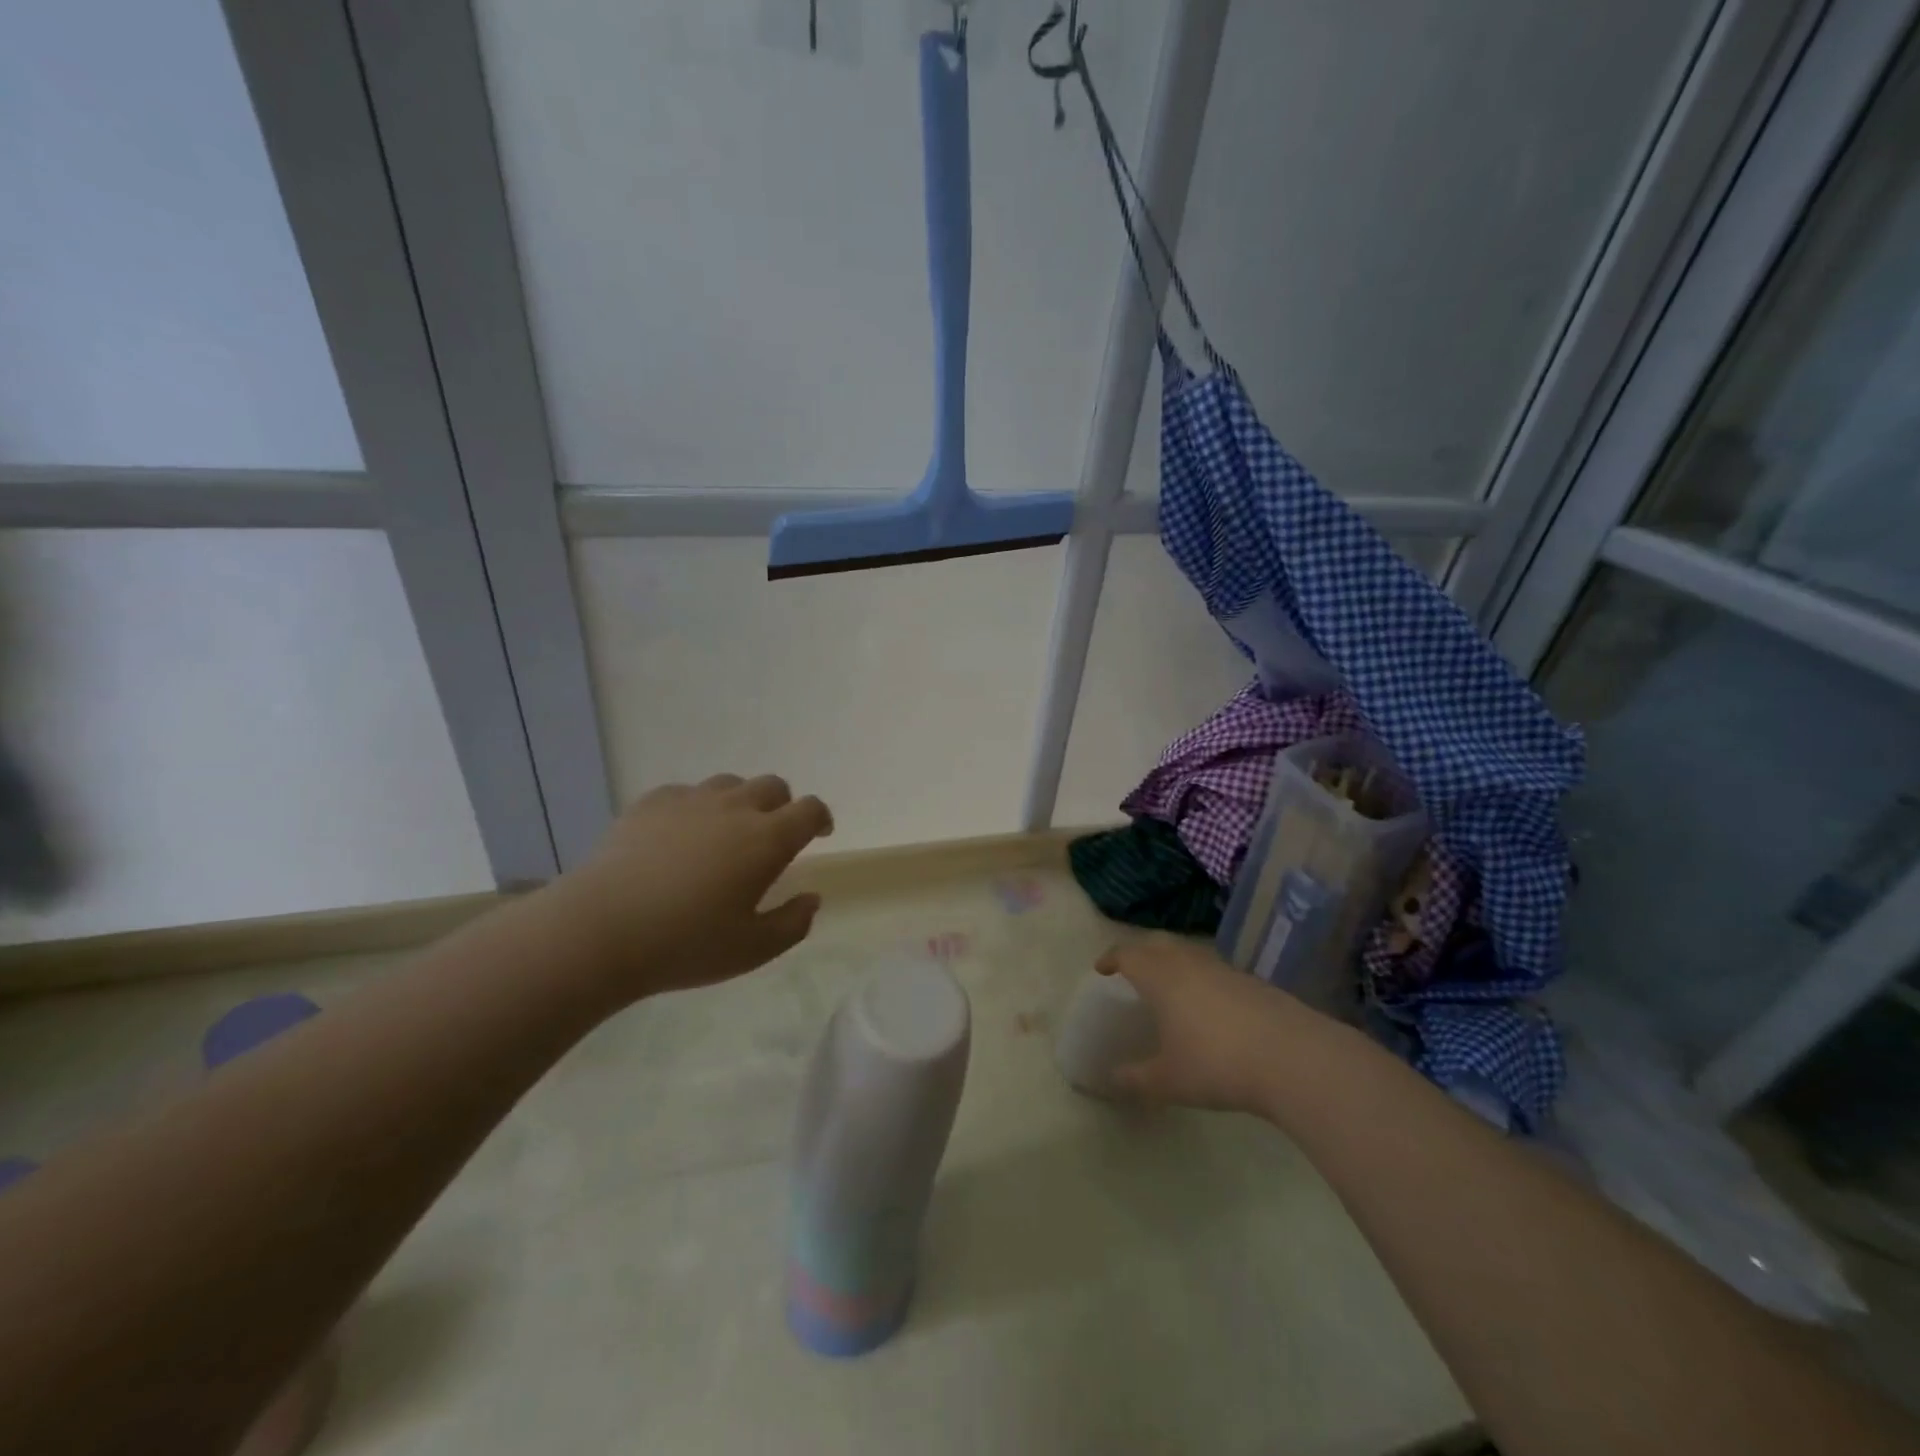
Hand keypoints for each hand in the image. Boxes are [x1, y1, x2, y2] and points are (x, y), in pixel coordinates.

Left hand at [551, 774, 833, 1006]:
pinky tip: (680, 837)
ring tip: (726, 834)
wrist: (599, 931)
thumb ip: (793, 923)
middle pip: (773, 786)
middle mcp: (734, 808)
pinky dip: (696, 808)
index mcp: (767, 839)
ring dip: (740, 802)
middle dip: (782, 806)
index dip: (820, 818)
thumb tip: (812, 898)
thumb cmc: (685, 944)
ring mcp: (690, 801)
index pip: (809, 810)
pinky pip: (686, 793)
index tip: (819, 834)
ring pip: (730, 784)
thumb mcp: (752, 950)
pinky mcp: (650, 804)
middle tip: (772, 838)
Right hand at [1097, 934, 1323, 1115]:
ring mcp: (1224, 969)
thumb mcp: (1169, 1081)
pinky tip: (1208, 1005)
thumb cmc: (1217, 1064)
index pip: (1128, 954)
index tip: (1102, 968)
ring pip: (1189, 952)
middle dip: (1141, 951)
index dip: (1112, 958)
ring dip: (1173, 961)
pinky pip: (1214, 969)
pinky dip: (1201, 977)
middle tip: (1131, 968)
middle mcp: (1189, 963)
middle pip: (1159, 943)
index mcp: (1161, 977)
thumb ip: (1136, 1079)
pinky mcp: (1253, 982)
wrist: (1293, 1057)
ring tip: (1169, 985)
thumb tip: (1110, 1080)